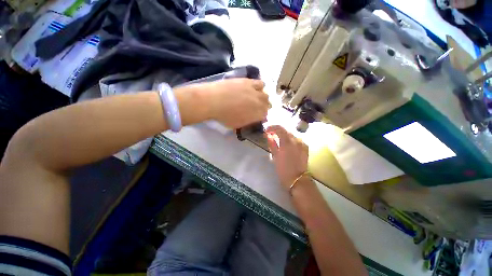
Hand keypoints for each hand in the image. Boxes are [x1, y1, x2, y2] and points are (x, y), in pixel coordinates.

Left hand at [203, 78, 269, 127]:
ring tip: (256, 97)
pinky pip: (260, 83)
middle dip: (264, 107)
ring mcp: (255, 91)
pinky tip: (253, 88)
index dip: (262, 116)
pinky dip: (259, 86)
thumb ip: (247, 121)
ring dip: (262, 97)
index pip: (265, 115)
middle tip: (257, 107)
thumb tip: (253, 119)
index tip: (258, 116)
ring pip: (265, 94)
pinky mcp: (249, 82)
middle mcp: (259, 103)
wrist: (214, 100)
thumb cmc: (224, 116)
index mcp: (256, 115)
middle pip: (267, 104)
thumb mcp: (237, 124)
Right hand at [266, 125, 308, 189]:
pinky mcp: (305, 147)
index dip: (272, 127)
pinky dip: (290, 138)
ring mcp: (302, 143)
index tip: (266, 130)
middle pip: (286, 129)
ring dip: (283, 134)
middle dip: (277, 130)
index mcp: (287, 142)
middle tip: (271, 133)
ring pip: (291, 133)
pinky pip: (296, 138)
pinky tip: (286, 142)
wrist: (298, 180)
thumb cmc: (283, 170)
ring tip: (277, 138)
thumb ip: (272, 144)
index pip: (279, 128)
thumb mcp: (275, 156)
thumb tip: (268, 135)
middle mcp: (296, 140)